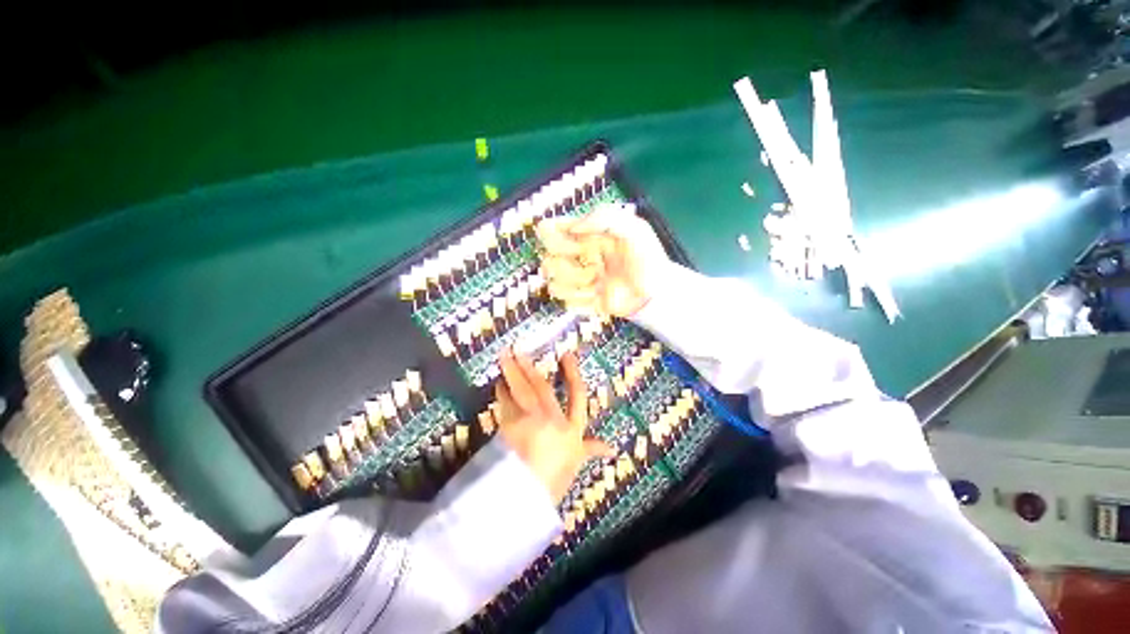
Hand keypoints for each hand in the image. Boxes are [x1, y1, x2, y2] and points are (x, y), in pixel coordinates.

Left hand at [495, 347, 612, 502]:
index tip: (567, 355)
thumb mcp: (576, 463)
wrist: (527, 495)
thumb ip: (590, 450)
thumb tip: (611, 448)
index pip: (577, 396)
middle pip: (542, 387)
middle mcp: (552, 419)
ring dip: (512, 374)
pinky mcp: (509, 426)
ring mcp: (530, 421)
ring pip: (521, 391)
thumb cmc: (555, 480)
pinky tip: (498, 385)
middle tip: (519, 350)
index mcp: (571, 428)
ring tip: (504, 357)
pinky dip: (501, 394)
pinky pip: (505, 404)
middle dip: (531, 368)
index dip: (573, 374)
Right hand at [537, 202, 668, 317]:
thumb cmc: (647, 258)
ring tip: (595, 280)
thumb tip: (572, 227)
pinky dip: (579, 300)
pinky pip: (566, 302)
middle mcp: (578, 258)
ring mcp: (580, 282)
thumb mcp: (634, 228)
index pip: (552, 231)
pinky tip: (596, 295)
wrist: (657, 293)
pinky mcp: (584, 301)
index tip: (561, 238)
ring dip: (573, 282)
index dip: (549, 234)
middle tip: (588, 262)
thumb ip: (605, 217)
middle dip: (564, 261)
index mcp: (586, 237)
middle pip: (548, 259)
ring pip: (553, 283)